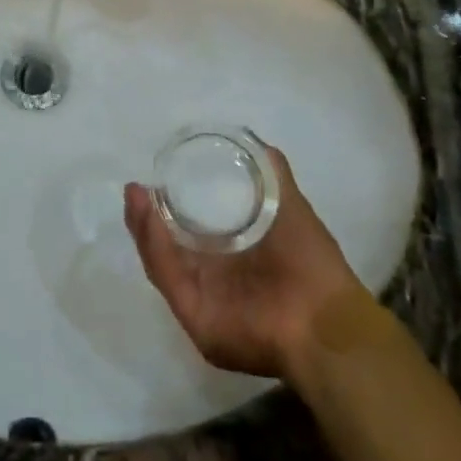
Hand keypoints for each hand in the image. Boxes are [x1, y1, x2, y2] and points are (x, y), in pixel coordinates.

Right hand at [124, 146, 361, 379]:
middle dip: (146, 214)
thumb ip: (269, 172)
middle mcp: (212, 274)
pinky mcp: (193, 313)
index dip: (168, 200)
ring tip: (136, 193)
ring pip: (161, 257)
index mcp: (230, 253)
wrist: (324, 324)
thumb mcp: (288, 205)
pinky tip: (147, 213)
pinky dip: (154, 244)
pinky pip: (167, 276)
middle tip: (136, 187)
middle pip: (167, 241)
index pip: (187, 224)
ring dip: (144, 224)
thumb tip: (248, 136)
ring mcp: (201, 294)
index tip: (155, 175)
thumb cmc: (309, 262)